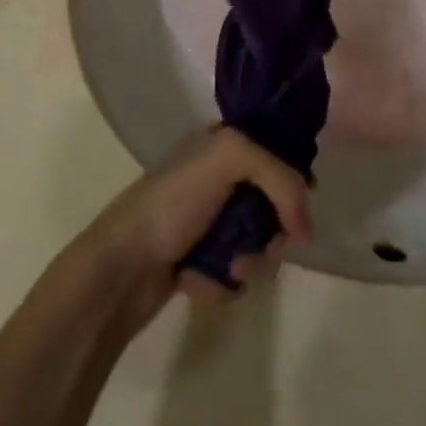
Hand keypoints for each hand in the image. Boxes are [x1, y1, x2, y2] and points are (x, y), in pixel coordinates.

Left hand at [79, 127, 310, 320]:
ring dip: (248, 262)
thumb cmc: (172, 201)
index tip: (299, 204)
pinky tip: (199, 282)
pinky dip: (223, 282)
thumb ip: (278, 175)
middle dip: (271, 230)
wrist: (121, 265)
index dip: (292, 178)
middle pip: (272, 204)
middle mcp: (216, 177)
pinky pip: (234, 274)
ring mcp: (207, 221)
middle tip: (263, 244)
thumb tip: (304, 227)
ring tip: (227, 268)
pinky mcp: (199, 260)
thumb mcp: (228, 157)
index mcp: (220, 142)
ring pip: (256, 244)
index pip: (274, 151)